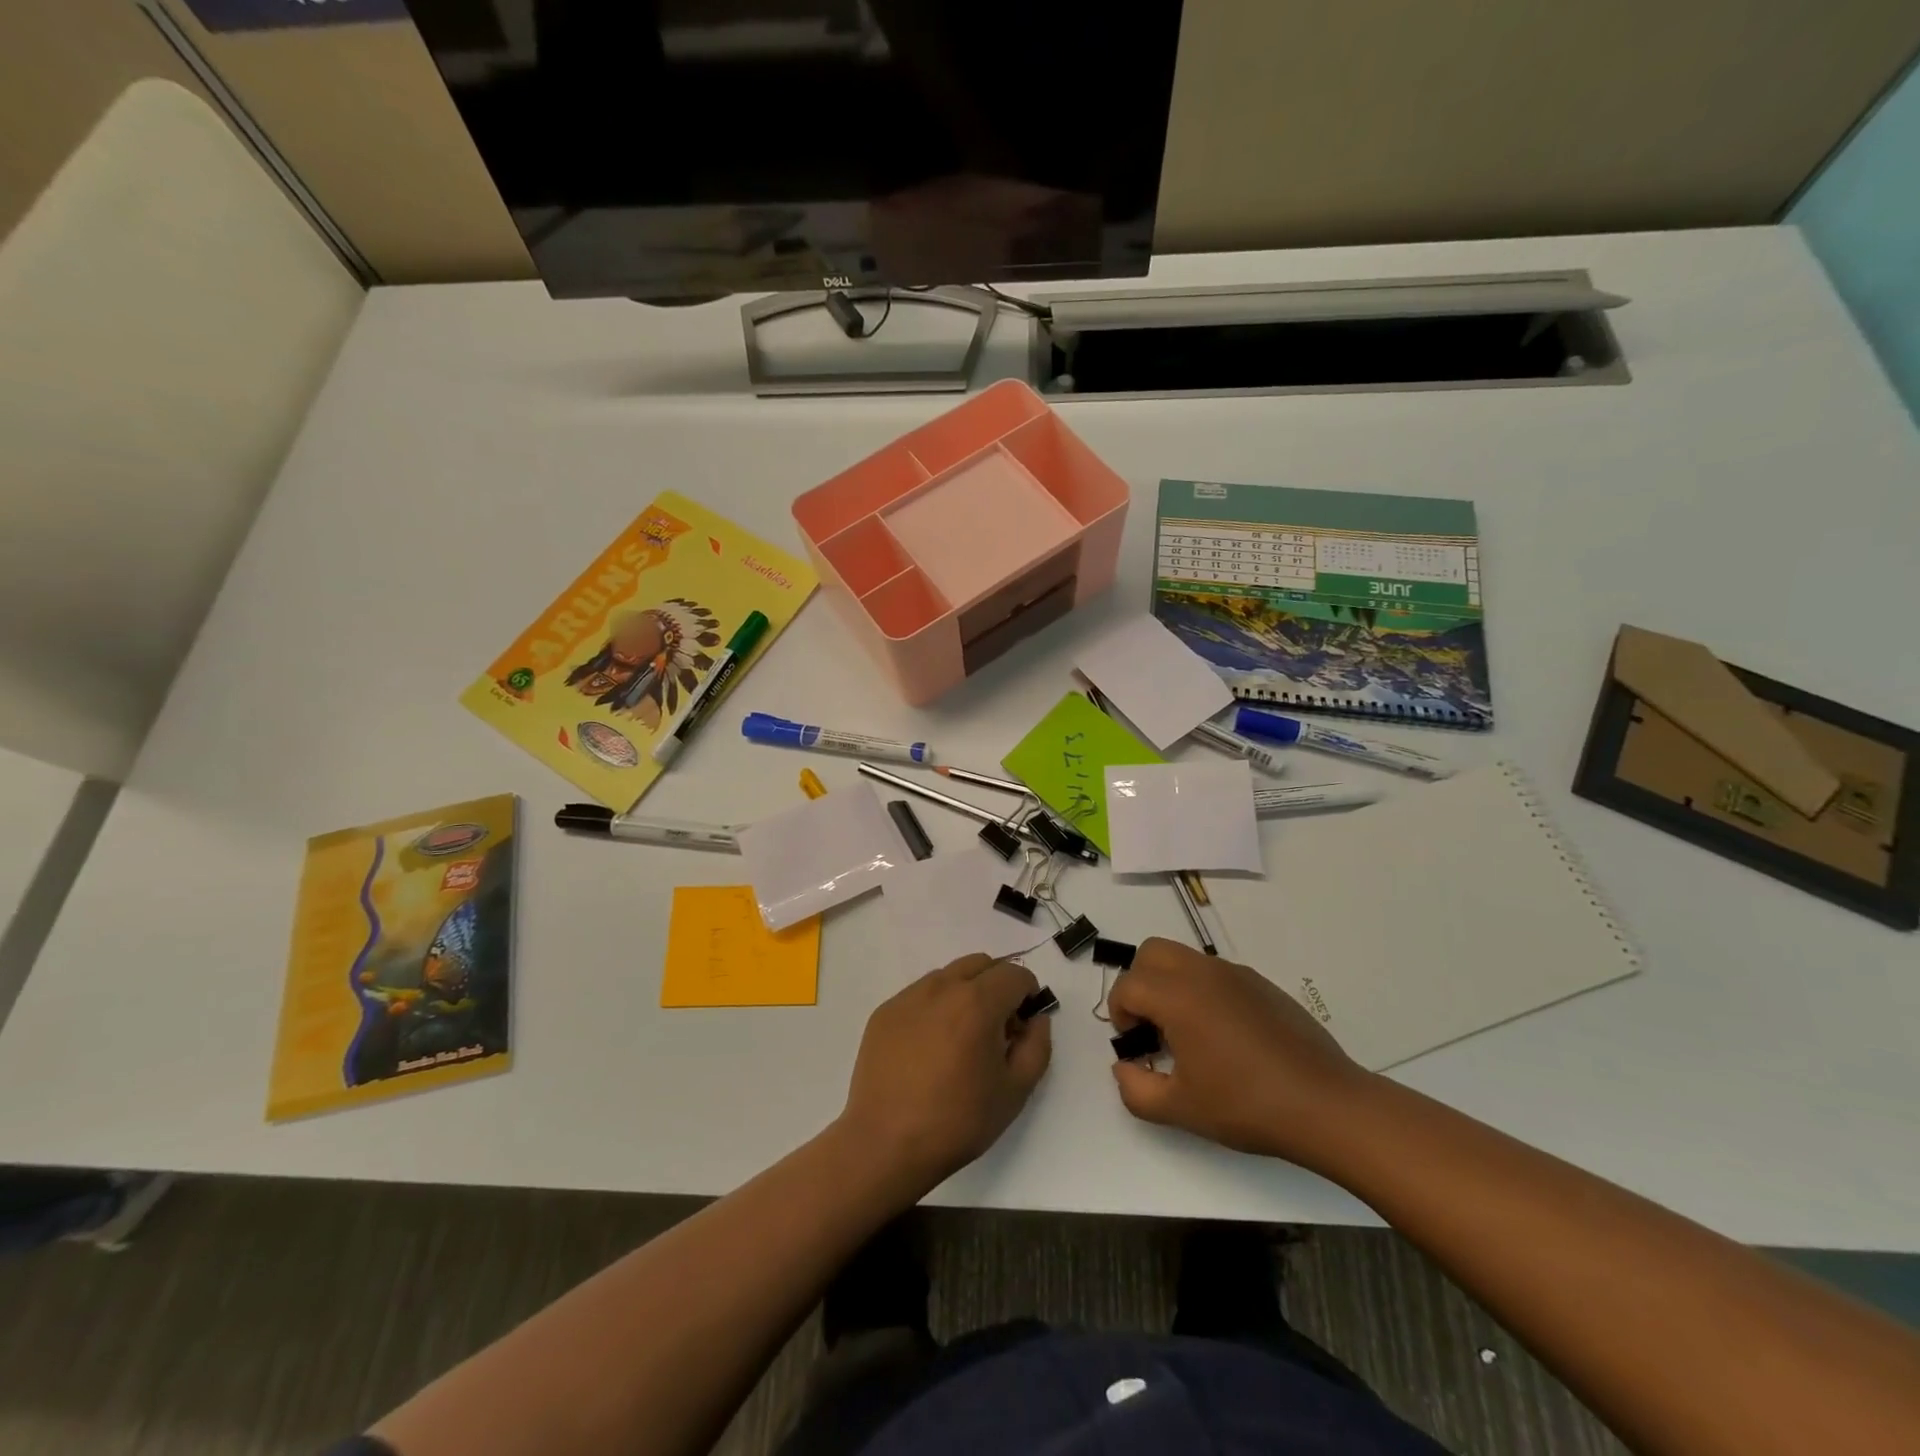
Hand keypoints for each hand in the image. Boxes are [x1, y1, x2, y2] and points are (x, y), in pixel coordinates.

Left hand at [839, 954, 1051, 1192]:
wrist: (886, 1143)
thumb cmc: (957, 1121)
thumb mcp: (1015, 1091)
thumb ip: (1037, 1047)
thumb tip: (1036, 1020)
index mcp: (977, 1003)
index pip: (1014, 974)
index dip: (1028, 993)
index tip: (1025, 1022)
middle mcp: (942, 987)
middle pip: (981, 964)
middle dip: (998, 985)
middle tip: (998, 1026)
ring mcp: (909, 996)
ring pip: (949, 975)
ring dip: (966, 992)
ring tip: (962, 1037)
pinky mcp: (885, 1011)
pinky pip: (920, 994)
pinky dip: (936, 1006)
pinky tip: (930, 1046)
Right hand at [1107, 938, 1373, 1168]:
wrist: (1325, 1104)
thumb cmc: (1246, 1105)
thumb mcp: (1180, 1109)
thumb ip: (1135, 1089)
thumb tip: (1124, 1067)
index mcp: (1178, 996)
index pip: (1128, 986)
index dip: (1119, 1014)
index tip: (1135, 1046)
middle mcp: (1203, 973)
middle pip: (1151, 952)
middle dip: (1140, 983)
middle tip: (1152, 1026)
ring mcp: (1236, 974)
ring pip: (1185, 958)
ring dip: (1171, 984)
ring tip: (1187, 1033)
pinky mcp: (1262, 984)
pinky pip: (1216, 973)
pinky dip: (1203, 990)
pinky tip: (1224, 1036)